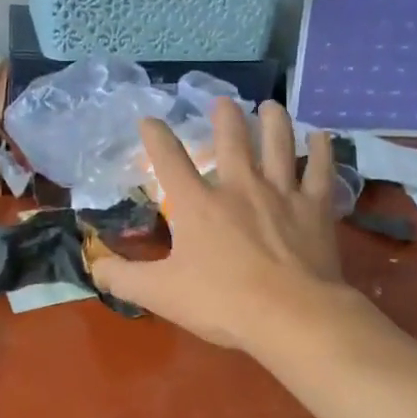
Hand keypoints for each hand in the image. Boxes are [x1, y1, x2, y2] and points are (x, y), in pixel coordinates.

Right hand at [90, 98, 348, 351]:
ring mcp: (281, 193)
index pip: (169, 160)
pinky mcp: (315, 208)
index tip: (149, 120)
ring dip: (273, 121)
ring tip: (270, 106)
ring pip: (278, 144)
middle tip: (223, 102)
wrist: (290, 315)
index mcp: (198, 205)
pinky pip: (320, 170)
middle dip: (225, 117)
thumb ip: (123, 279)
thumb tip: (95, 266)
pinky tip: (321, 136)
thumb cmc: (222, 303)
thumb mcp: (160, 294)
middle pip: (232, 140)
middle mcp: (239, 187)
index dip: (156, 137)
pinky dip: (322, 151)